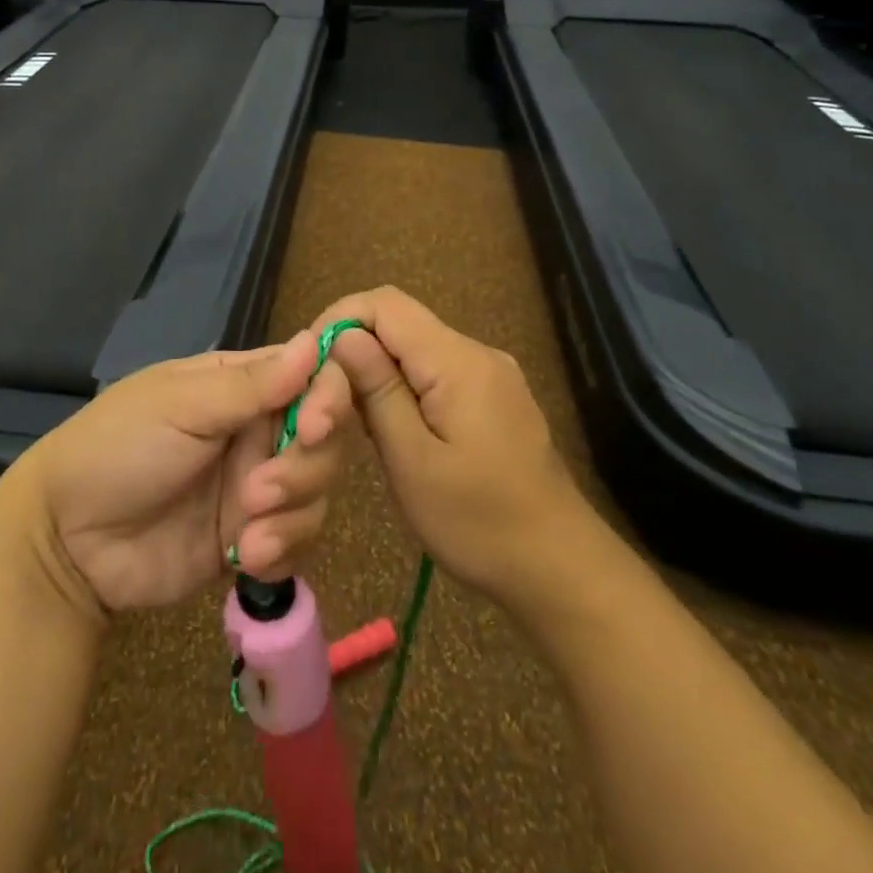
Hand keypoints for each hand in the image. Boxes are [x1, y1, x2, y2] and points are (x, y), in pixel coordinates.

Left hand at [0, 331, 352, 618]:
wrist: (66, 541)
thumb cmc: (118, 448)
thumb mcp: (181, 406)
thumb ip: (252, 384)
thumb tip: (315, 341)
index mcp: (242, 385)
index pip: (312, 376)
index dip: (328, 397)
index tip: (314, 426)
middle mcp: (257, 430)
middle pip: (325, 438)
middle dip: (304, 468)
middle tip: (259, 490)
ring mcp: (256, 487)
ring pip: (317, 492)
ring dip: (292, 514)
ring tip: (247, 535)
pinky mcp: (251, 539)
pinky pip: (297, 542)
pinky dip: (283, 551)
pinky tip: (247, 558)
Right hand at [313, 287, 587, 609]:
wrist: (560, 568)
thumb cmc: (479, 523)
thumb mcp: (413, 461)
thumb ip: (377, 390)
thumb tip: (344, 336)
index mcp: (458, 361)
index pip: (386, 304)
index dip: (341, 319)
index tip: (312, 363)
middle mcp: (476, 352)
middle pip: (400, 322)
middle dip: (355, 349)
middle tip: (328, 400)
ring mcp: (489, 373)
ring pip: (416, 347)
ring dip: (377, 371)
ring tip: (355, 421)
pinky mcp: (493, 396)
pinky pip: (436, 370)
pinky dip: (404, 386)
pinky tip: (394, 429)